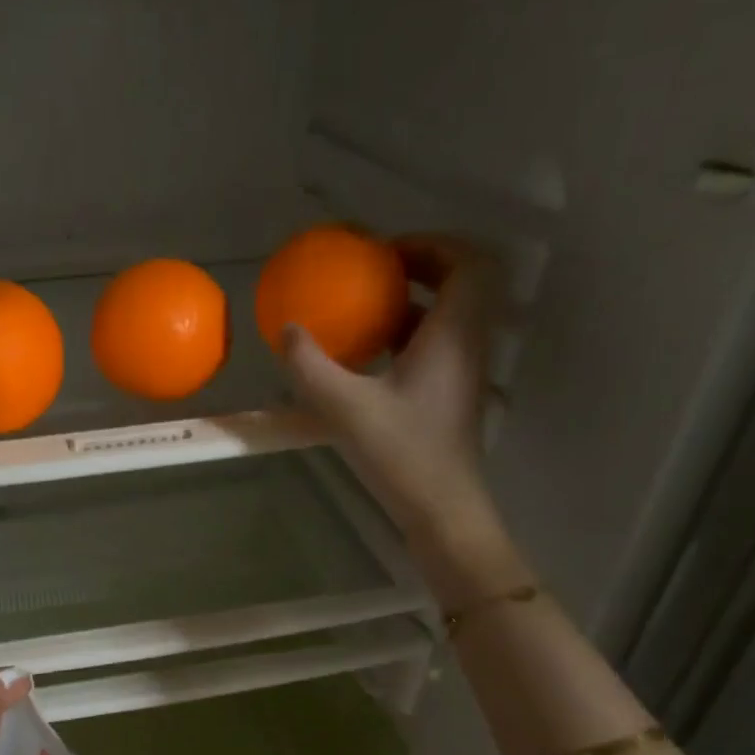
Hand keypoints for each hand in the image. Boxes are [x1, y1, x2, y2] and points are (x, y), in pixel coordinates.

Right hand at [282, 234, 522, 598]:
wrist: (441, 510)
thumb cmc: (402, 454)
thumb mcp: (345, 408)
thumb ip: (311, 367)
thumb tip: (287, 330)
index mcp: (453, 336)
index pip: (468, 264)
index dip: (432, 245)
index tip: (387, 252)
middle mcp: (467, 346)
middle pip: (462, 285)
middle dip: (420, 268)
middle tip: (374, 273)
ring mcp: (462, 373)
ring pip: (448, 317)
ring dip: (412, 304)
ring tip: (365, 308)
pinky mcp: (450, 396)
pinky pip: (435, 346)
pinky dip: (406, 337)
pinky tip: (367, 356)